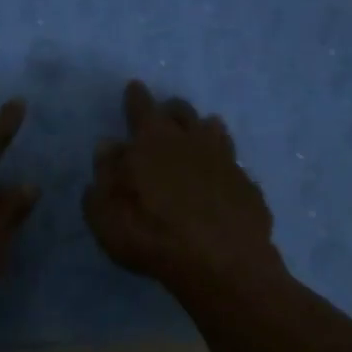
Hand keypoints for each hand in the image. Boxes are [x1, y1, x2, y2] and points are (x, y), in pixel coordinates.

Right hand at [84, 80, 280, 292]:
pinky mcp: (247, 186)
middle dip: (170, 110)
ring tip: (198, 135)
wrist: (221, 264)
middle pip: (181, 112)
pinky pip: (233, 165)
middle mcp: (191, 141)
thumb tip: (108, 147)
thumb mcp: (107, 213)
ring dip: (202, 129)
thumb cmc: (152, 236)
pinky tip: (221, 179)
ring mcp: (225, 161)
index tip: (134, 87)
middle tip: (163, 115)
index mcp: (152, 142)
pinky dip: (222, 166)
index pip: (141, 108)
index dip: (135, 97)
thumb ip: (104, 176)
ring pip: (214, 131)